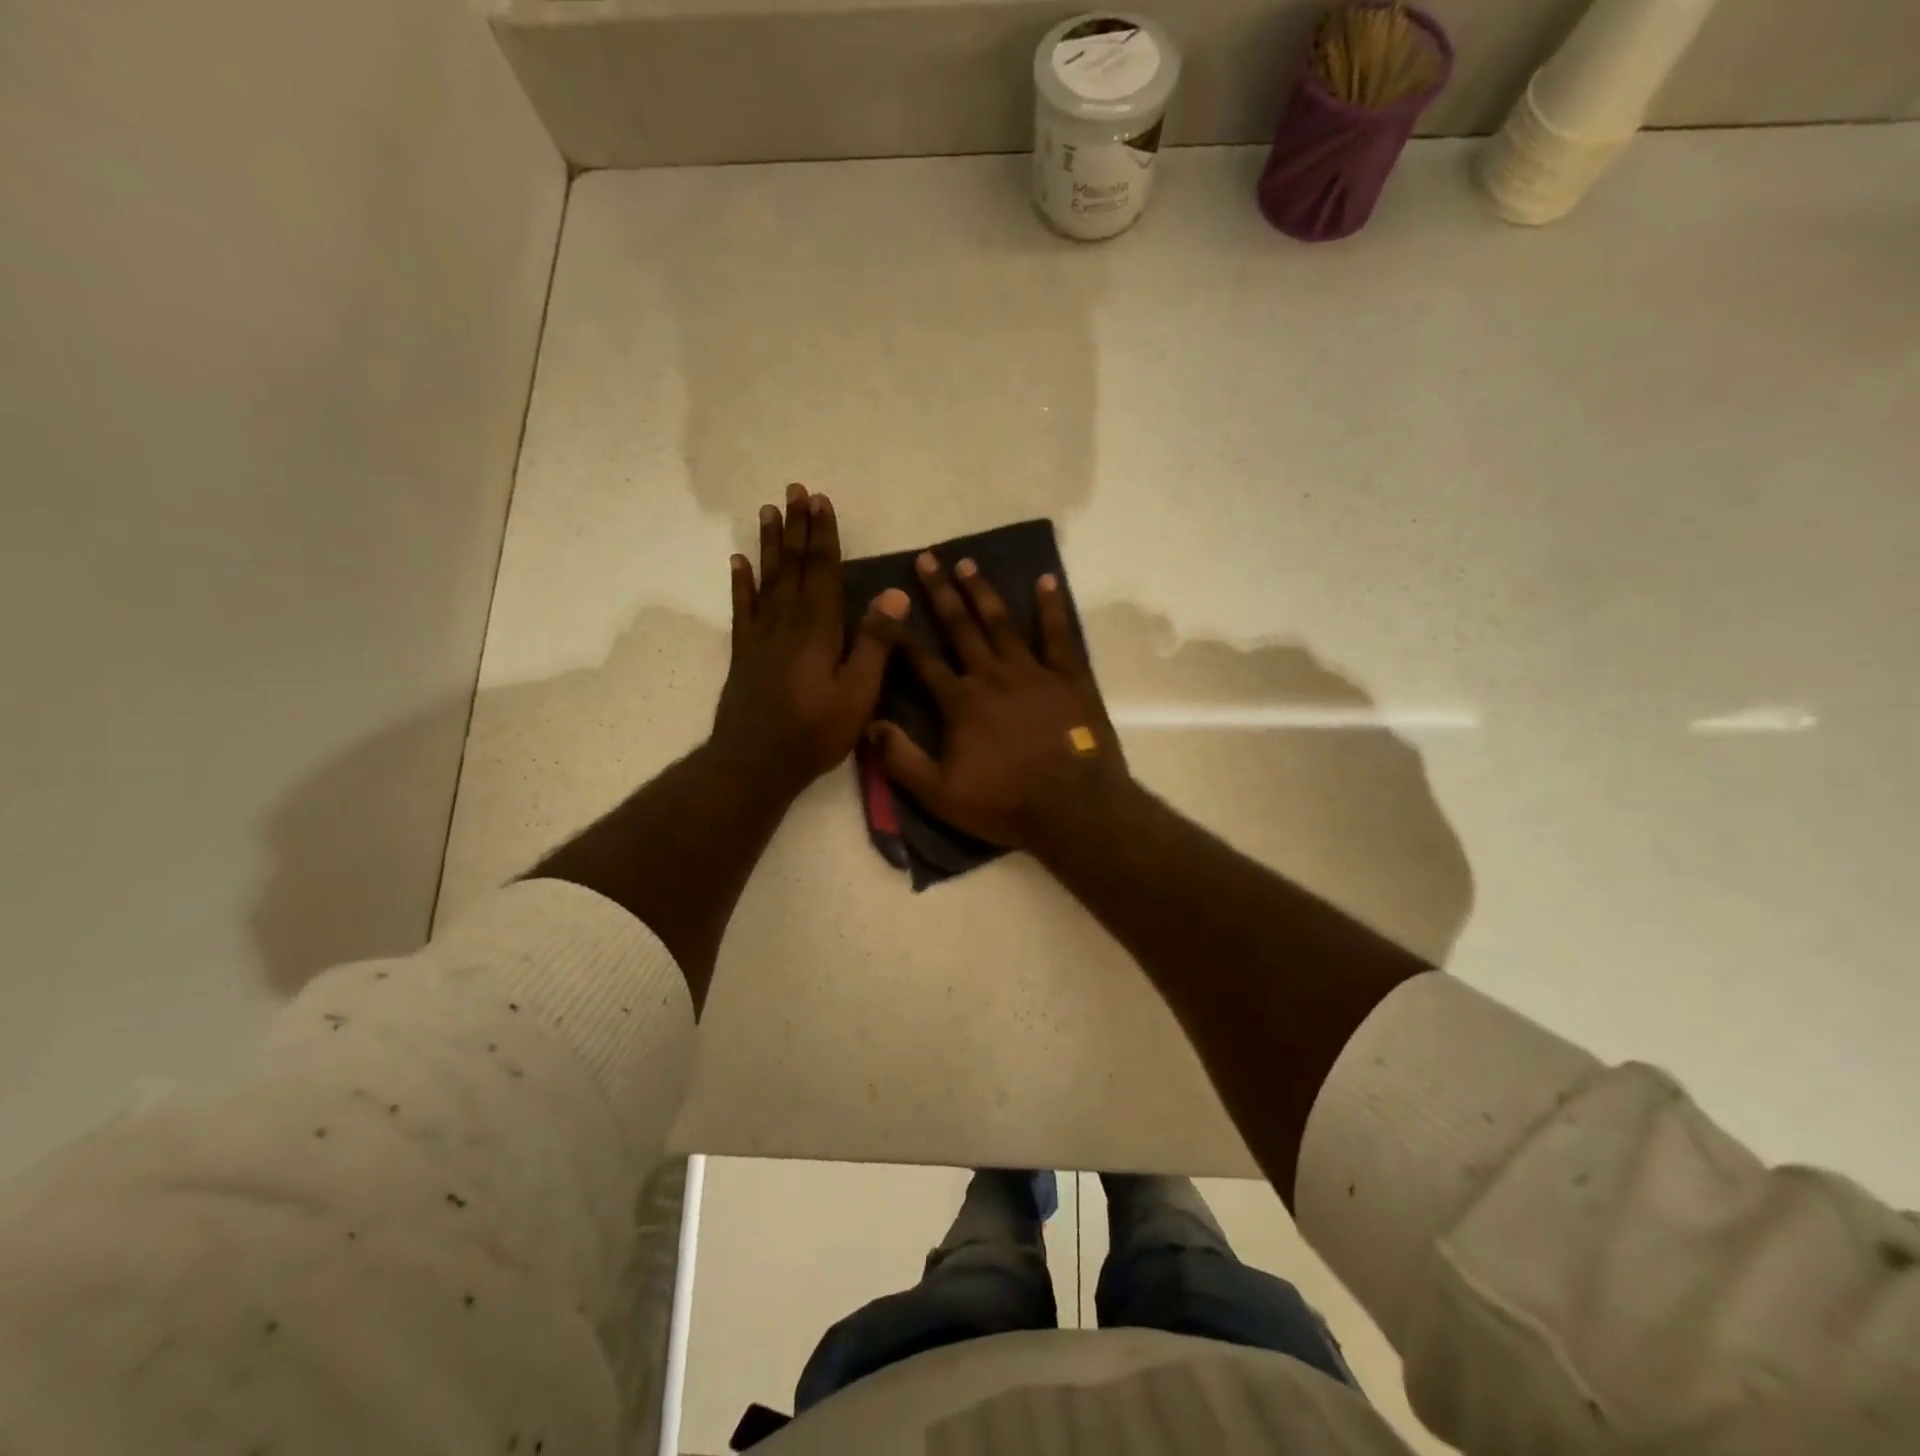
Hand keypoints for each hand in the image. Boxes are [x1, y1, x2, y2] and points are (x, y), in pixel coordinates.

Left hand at [711, 484, 907, 797]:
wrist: (756, 762)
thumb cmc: (815, 732)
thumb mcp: (858, 693)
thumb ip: (875, 642)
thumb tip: (895, 592)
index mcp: (819, 629)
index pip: (824, 571)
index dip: (824, 535)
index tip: (821, 500)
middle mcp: (788, 622)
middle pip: (795, 566)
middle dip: (798, 528)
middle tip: (794, 490)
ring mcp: (762, 636)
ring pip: (768, 579)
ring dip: (772, 544)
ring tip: (769, 511)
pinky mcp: (745, 653)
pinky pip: (743, 608)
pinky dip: (741, 582)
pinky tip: (738, 561)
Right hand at [869, 553, 1127, 848]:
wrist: (1073, 808)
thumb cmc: (1005, 803)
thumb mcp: (940, 794)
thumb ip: (901, 760)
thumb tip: (870, 726)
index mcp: (961, 702)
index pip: (921, 660)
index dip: (900, 633)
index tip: (884, 604)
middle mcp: (993, 676)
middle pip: (961, 628)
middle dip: (941, 593)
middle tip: (928, 558)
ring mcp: (1033, 673)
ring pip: (1002, 624)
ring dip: (984, 592)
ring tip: (968, 563)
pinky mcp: (1069, 678)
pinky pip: (1058, 636)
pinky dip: (1051, 608)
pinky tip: (1046, 581)